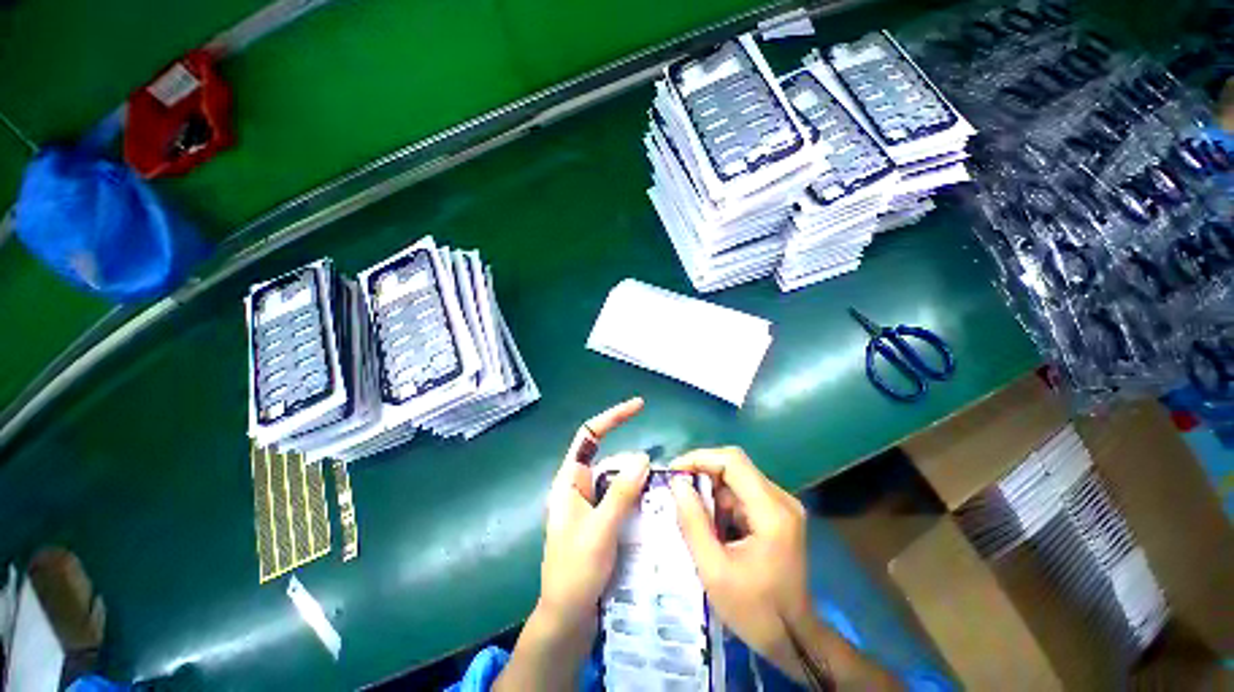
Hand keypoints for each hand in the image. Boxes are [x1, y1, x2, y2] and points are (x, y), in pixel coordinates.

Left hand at [538, 398, 649, 632]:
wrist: (567, 621)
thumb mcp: (600, 530)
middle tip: (659, 480)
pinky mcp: (602, 522)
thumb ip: (620, 492)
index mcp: (569, 482)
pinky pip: (623, 500)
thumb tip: (643, 456)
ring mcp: (591, 506)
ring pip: (620, 482)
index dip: (612, 417)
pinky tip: (654, 510)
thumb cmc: (574, 573)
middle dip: (634, 465)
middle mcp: (579, 488)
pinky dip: (638, 500)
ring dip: (639, 485)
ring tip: (662, 496)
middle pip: (611, 461)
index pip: (589, 436)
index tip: (638, 406)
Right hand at [669, 447, 811, 674]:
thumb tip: (677, 483)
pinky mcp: (778, 515)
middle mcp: (781, 500)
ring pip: (737, 479)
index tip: (673, 471)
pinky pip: (743, 494)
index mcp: (771, 511)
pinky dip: (721, 501)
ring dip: (710, 489)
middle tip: (675, 489)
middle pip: (735, 466)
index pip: (733, 461)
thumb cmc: (754, 611)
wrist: (795, 640)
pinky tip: (708, 522)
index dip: (699, 458)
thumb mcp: (714, 570)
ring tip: (687, 509)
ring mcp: (782, 506)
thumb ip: (693, 521)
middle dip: (701, 472)